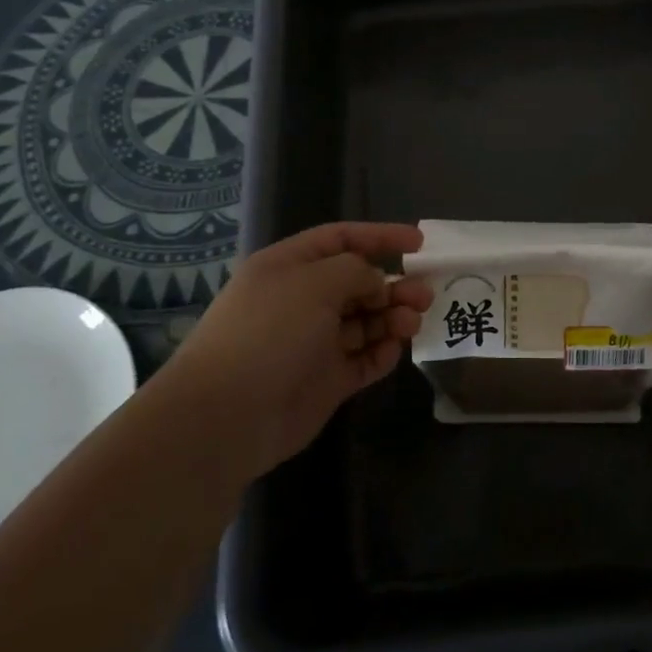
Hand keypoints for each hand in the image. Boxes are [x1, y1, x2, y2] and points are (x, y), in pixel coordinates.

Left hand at [153, 223, 432, 483]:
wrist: (227, 415)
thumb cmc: (269, 332)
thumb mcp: (315, 283)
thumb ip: (356, 271)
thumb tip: (376, 284)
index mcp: (290, 267)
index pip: (340, 239)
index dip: (380, 236)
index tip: (420, 241)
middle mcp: (302, 301)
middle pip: (358, 283)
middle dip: (393, 284)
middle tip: (424, 294)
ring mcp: (314, 343)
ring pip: (365, 322)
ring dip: (392, 317)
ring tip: (413, 322)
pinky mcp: (326, 381)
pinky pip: (363, 360)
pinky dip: (382, 352)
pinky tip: (395, 349)